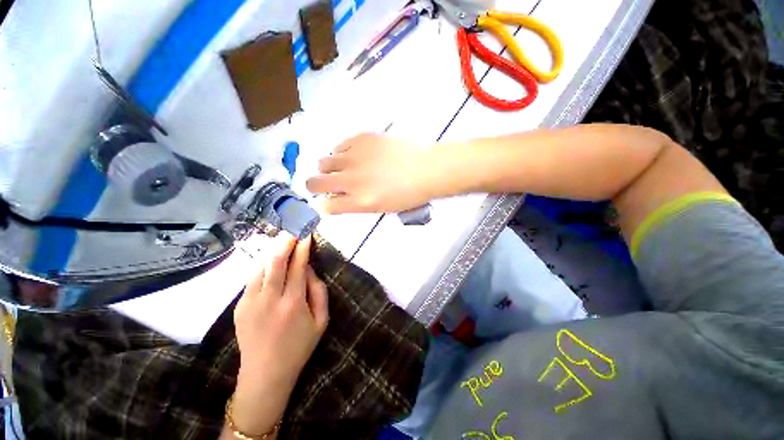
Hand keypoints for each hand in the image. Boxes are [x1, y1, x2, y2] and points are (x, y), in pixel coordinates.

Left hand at [230, 234, 328, 433]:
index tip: (305, 234)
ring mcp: (250, 302)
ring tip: (280, 242)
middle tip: (291, 230)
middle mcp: (270, 299)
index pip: (298, 267)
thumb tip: (310, 270)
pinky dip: (262, 265)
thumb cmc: (299, 347)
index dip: (302, 248)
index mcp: (293, 303)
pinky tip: (269, 262)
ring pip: (259, 266)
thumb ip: (319, 292)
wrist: (265, 375)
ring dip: (271, 251)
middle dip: (284, 242)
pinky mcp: (239, 307)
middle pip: (275, 262)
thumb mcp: (321, 321)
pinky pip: (252, 278)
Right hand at [305, 133, 434, 213]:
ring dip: (330, 168)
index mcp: (359, 202)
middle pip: (314, 183)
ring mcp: (354, 158)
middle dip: (316, 186)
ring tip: (345, 168)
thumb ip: (357, 204)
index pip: (327, 206)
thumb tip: (341, 198)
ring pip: (324, 162)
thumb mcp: (382, 208)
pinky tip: (356, 155)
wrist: (427, 169)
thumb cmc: (409, 194)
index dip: (326, 204)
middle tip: (327, 184)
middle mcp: (351, 181)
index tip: (330, 201)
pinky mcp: (361, 139)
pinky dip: (344, 153)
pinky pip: (340, 146)